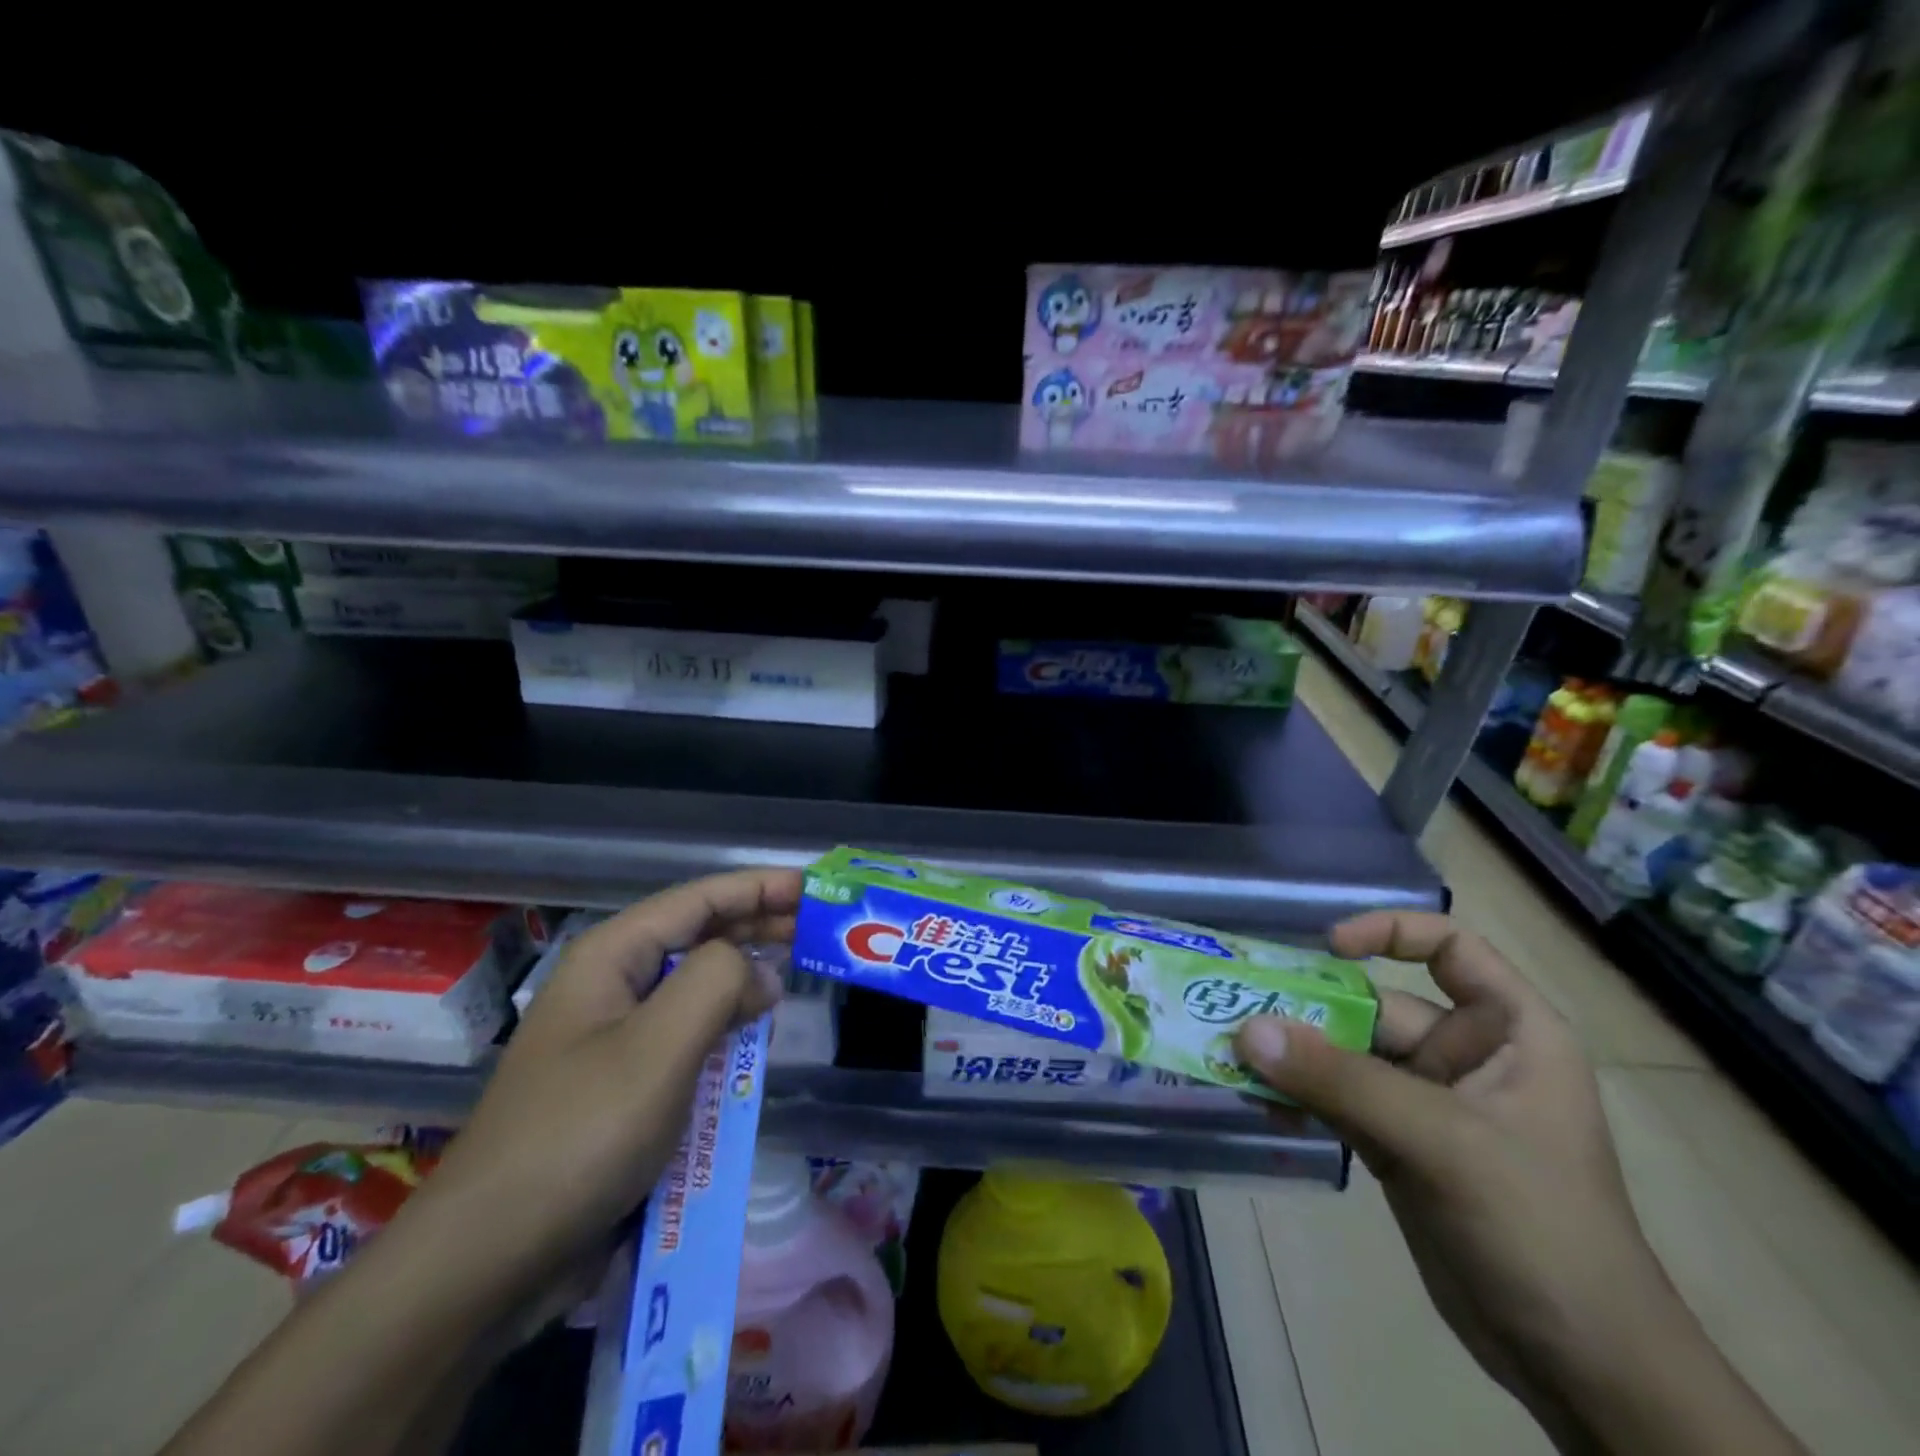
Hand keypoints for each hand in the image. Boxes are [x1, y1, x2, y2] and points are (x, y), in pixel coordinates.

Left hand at [162, 870, 802, 1455]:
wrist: (488, 1258)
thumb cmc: (578, 1134)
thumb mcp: (659, 1046)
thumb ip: (718, 984)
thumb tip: (762, 972)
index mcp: (613, 957)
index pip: (699, 899)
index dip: (758, 886)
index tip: (813, 886)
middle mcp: (612, 985)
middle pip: (698, 936)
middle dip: (758, 925)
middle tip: (818, 928)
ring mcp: (614, 1037)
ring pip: (694, 990)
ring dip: (744, 979)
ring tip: (795, 974)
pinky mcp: (621, 1085)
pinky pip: (686, 1040)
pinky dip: (725, 1032)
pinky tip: (754, 1041)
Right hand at [1234, 911, 1801, 1455]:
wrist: (1581, 1368)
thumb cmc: (1540, 1228)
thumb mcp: (1443, 1141)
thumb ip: (1342, 1081)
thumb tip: (1248, 1029)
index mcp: (1508, 1032)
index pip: (1451, 948)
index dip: (1390, 932)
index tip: (1329, 946)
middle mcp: (1464, 1055)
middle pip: (1376, 1006)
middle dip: (1310, 1009)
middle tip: (1238, 1007)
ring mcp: (1426, 1102)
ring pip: (1347, 1055)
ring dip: (1293, 1055)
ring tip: (1232, 1052)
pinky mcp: (1396, 1144)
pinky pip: (1335, 1100)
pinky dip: (1298, 1096)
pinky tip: (1257, 1099)